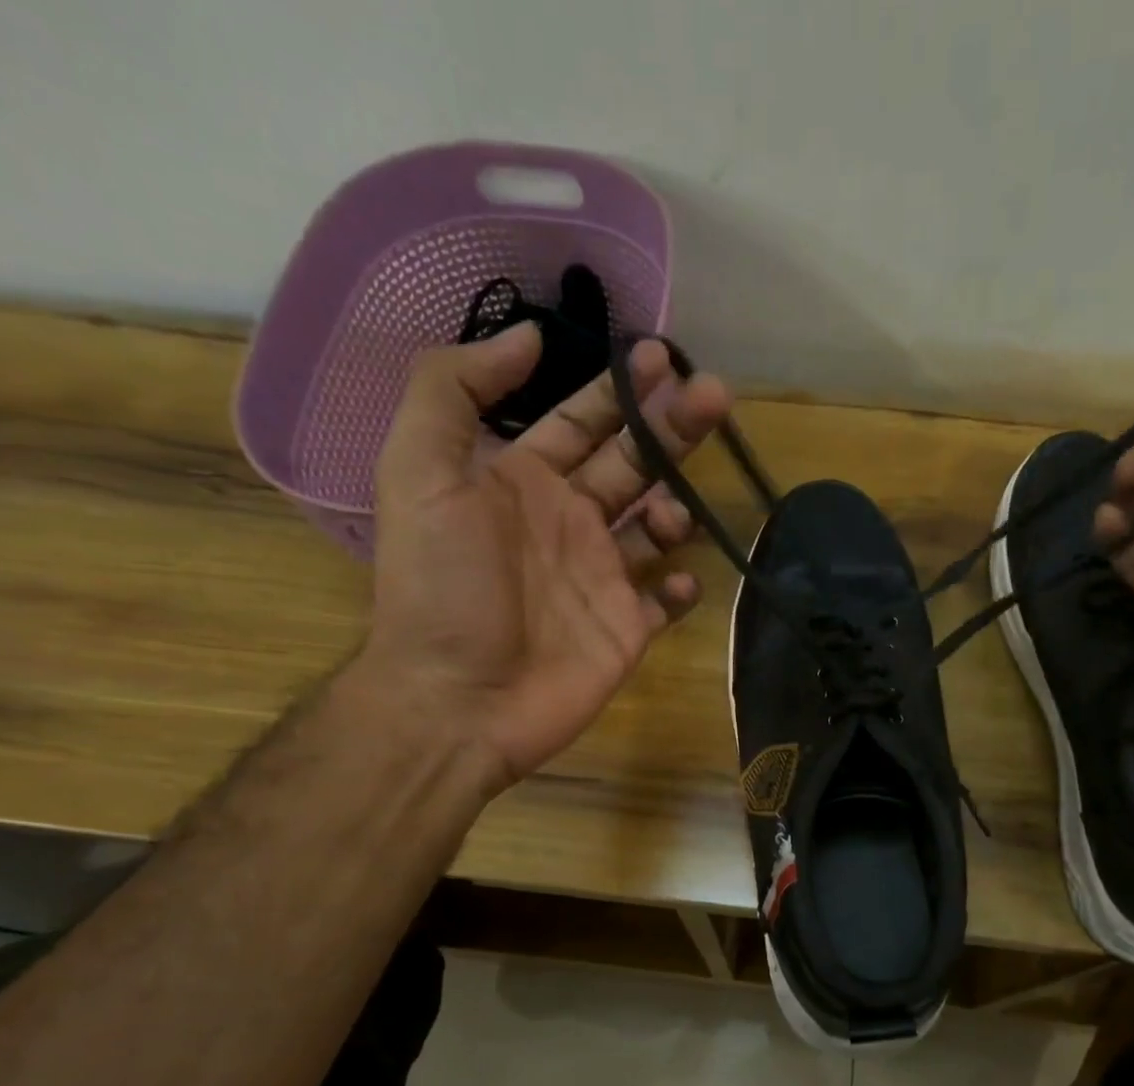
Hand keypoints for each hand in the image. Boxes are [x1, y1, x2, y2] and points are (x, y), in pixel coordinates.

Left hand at [361, 325, 731, 789]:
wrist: (458, 701)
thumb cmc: (442, 588)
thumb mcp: (418, 472)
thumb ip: (454, 391)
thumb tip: (527, 336)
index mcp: (523, 483)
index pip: (582, 422)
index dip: (621, 389)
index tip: (666, 357)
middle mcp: (569, 523)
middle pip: (633, 463)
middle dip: (672, 430)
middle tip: (715, 396)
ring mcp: (603, 578)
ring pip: (658, 527)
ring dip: (675, 509)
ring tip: (664, 517)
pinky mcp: (627, 629)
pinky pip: (666, 599)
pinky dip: (681, 585)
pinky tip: (676, 578)